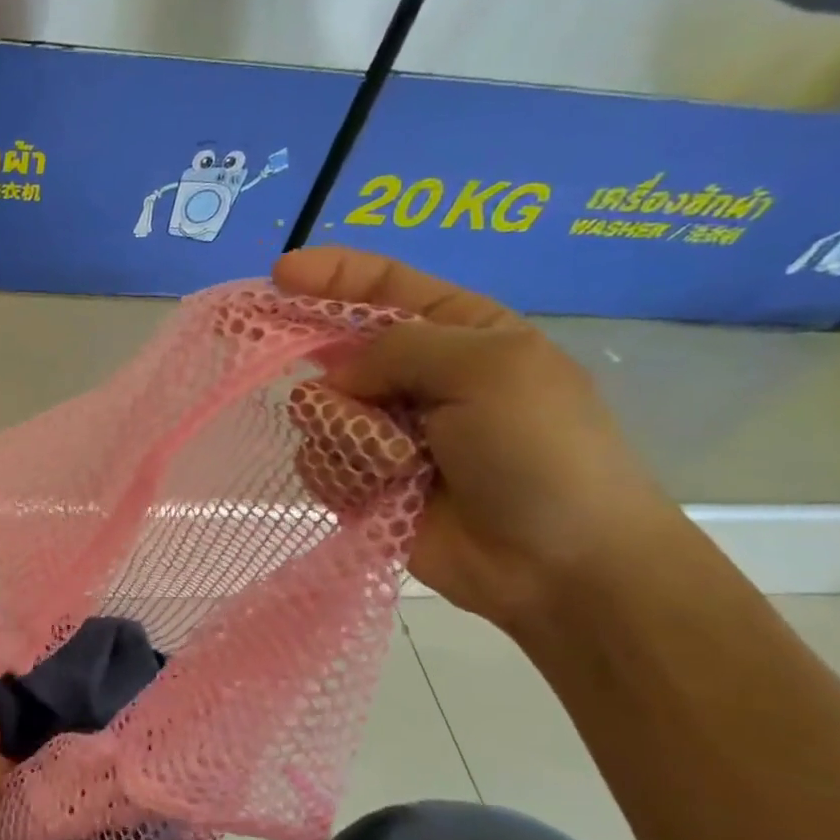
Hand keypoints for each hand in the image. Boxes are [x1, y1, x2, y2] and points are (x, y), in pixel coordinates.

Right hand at [272, 247, 687, 630]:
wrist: (561, 566)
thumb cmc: (540, 451)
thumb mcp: (488, 369)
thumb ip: (401, 348)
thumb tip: (336, 378)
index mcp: (457, 333)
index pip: (382, 286)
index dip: (330, 274)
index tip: (279, 273)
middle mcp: (415, 378)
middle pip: (336, 348)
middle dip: (318, 359)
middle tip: (287, 365)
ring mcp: (386, 433)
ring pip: (318, 409)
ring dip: (341, 430)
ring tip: (387, 460)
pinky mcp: (366, 483)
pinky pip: (319, 460)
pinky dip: (338, 472)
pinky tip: (371, 489)